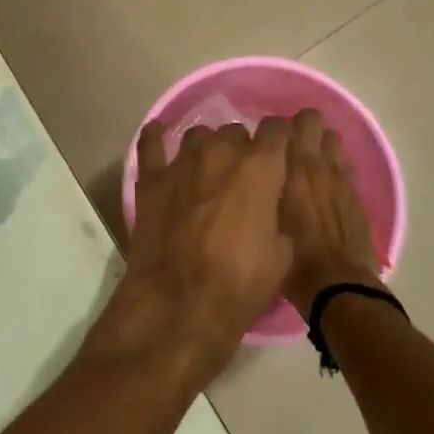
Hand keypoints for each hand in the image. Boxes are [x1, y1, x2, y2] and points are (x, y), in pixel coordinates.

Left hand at [101, 119, 293, 380]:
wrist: (180, 303)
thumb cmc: (240, 283)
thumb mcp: (282, 255)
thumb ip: (279, 216)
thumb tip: (270, 205)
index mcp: (260, 168)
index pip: (277, 130)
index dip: (281, 137)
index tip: (282, 149)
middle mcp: (221, 153)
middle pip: (236, 132)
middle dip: (243, 148)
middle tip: (244, 176)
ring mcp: (182, 162)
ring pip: (199, 135)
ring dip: (208, 147)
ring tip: (208, 167)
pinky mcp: (151, 178)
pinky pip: (151, 144)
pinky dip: (156, 137)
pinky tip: (158, 134)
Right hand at [280, 109, 384, 318]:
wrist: (339, 285)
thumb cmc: (293, 256)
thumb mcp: (265, 220)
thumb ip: (261, 189)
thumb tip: (253, 175)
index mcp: (292, 166)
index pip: (282, 123)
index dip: (272, 128)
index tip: (264, 142)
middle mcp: (318, 163)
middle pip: (313, 120)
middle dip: (301, 127)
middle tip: (287, 147)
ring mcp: (342, 177)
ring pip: (333, 141)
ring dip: (321, 146)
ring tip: (308, 166)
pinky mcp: (357, 196)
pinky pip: (345, 167)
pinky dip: (335, 170)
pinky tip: (326, 190)